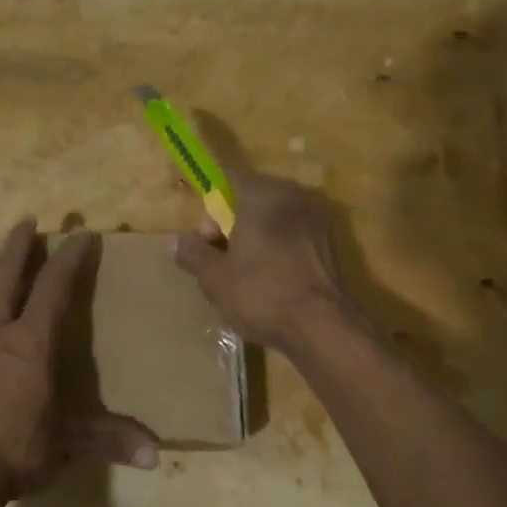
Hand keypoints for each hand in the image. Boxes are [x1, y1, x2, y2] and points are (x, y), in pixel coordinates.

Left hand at [0, 220, 159, 506]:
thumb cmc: (20, 451)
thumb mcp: (72, 443)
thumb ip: (113, 440)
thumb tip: (156, 456)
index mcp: (32, 343)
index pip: (55, 288)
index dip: (70, 259)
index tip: (82, 234)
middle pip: (6, 279)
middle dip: (18, 247)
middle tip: (26, 220)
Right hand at [173, 170, 352, 350]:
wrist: (322, 328)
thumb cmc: (262, 294)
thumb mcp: (214, 278)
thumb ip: (192, 253)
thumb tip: (176, 241)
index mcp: (262, 194)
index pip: (226, 179)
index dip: (209, 207)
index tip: (207, 240)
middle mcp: (293, 195)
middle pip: (250, 197)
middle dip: (230, 224)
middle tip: (222, 262)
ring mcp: (317, 216)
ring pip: (273, 217)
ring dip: (255, 237)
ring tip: (246, 275)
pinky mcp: (331, 240)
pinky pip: (292, 233)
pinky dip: (277, 247)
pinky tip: (272, 279)